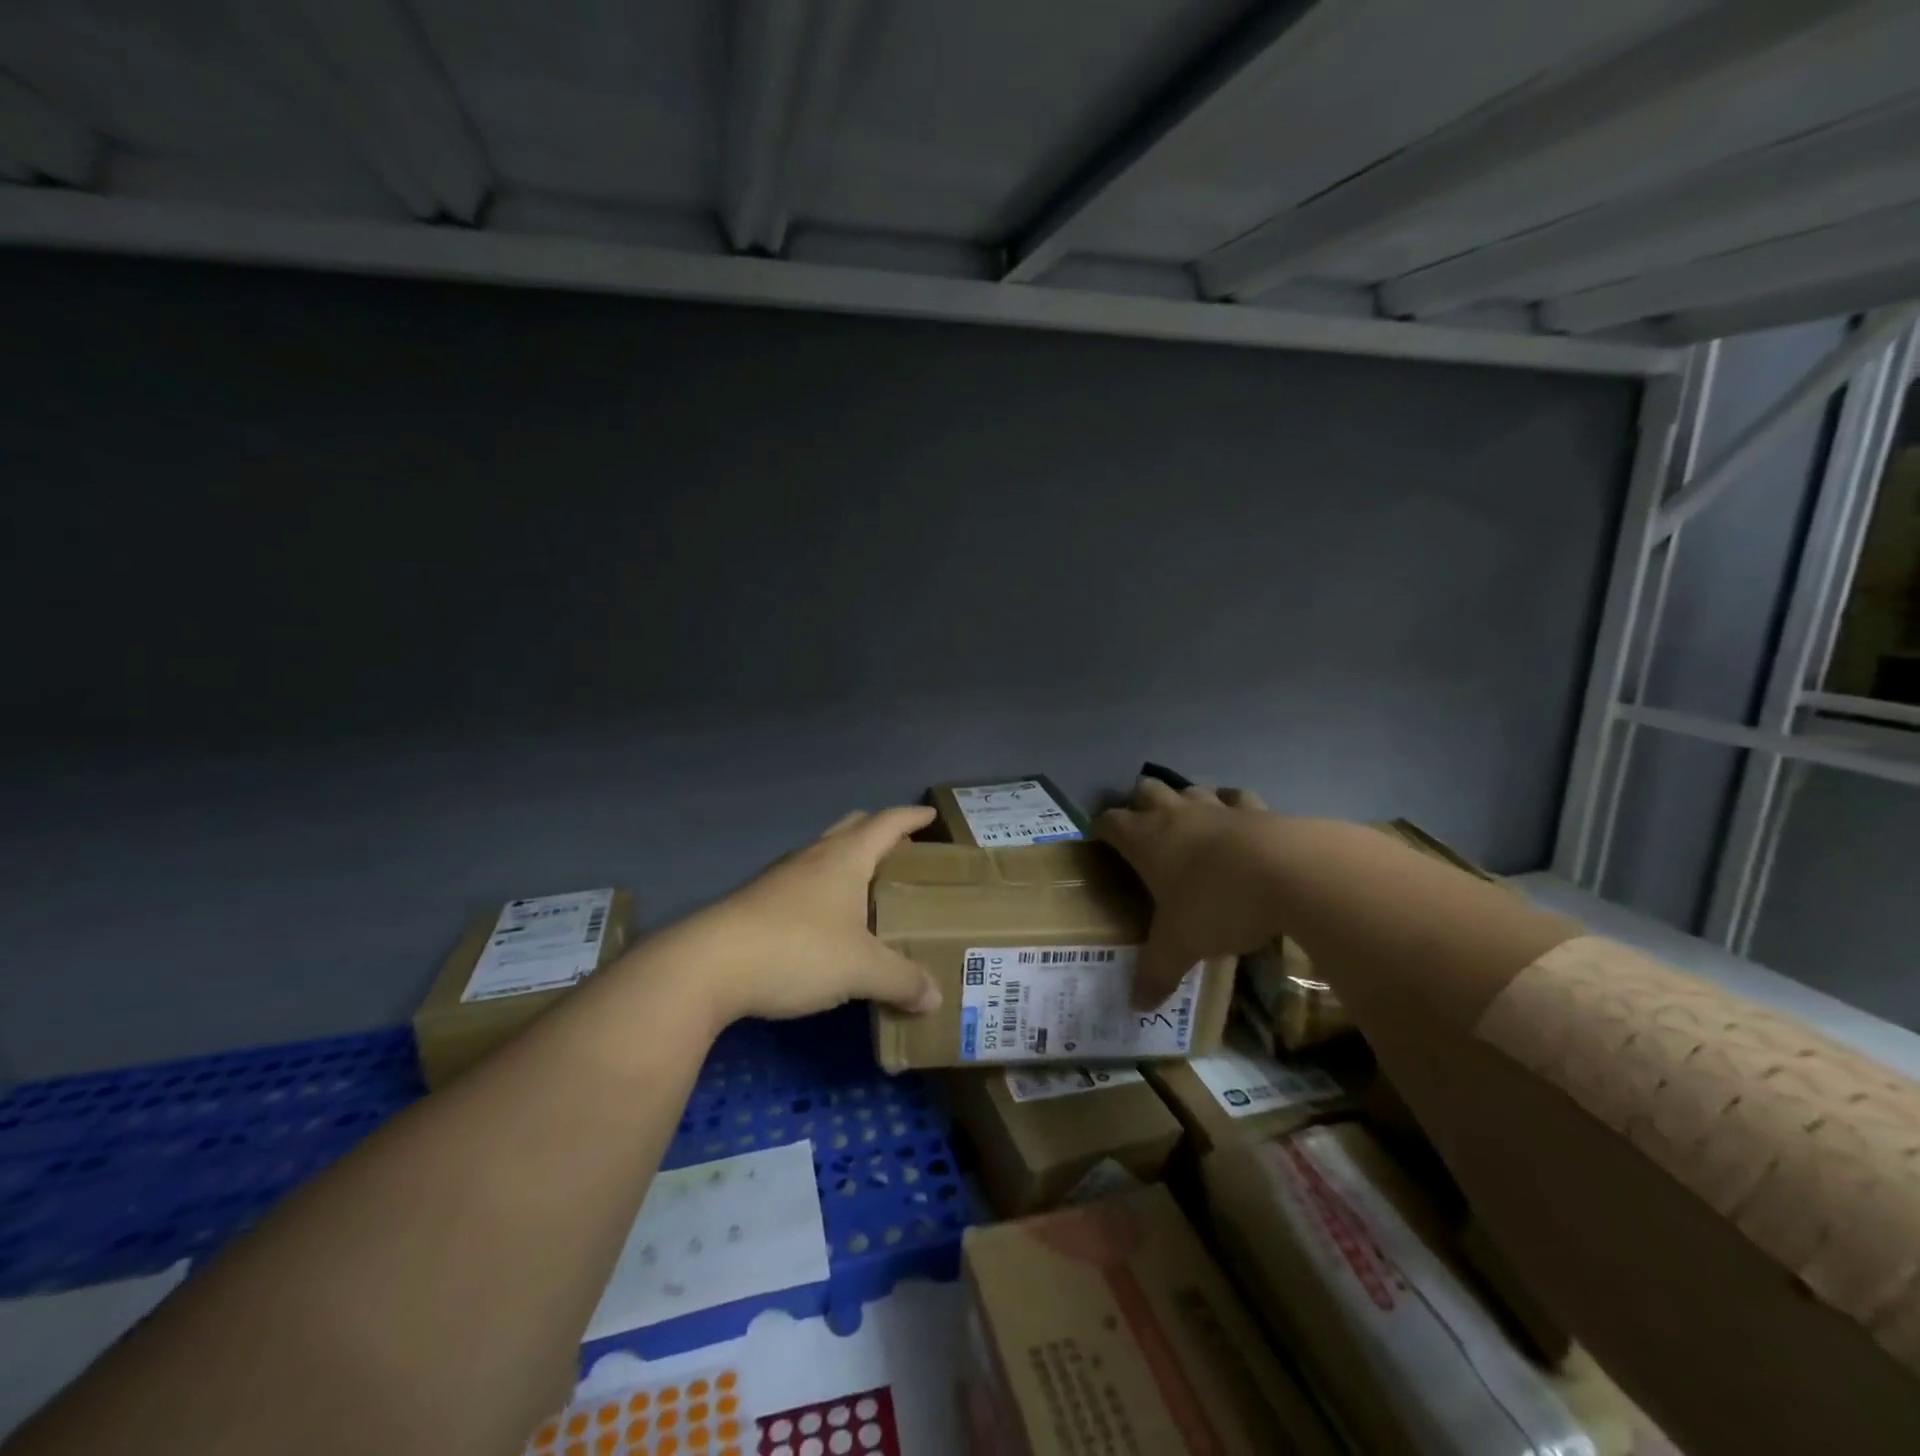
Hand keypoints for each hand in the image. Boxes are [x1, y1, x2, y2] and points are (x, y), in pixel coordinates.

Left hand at [669, 806, 943, 1027]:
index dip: (911, 817)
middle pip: (852, 829)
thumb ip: (902, 981)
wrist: (709, 965)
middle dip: (880, 834)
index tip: (930, 815)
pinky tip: (828, 921)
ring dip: (849, 861)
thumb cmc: (797, 949)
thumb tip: (935, 998)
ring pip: (824, 854)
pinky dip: (826, 888)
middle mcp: (813, 857)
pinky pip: (804, 882)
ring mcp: (781, 878)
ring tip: (869, 888)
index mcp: (845, 858)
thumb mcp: (860, 969)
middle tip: (904, 853)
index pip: (886, 823)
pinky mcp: (758, 903)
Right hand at [1096, 778, 1280, 1007]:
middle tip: (1143, 830)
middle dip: (1139, 803)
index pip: (1110, 822)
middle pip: (1146, 789)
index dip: (1102, 829)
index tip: (1100, 842)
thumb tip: (1135, 1006)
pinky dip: (1232, 806)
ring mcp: (1217, 807)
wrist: (1289, 873)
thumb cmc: (1217, 904)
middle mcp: (1175, 814)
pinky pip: (1237, 799)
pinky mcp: (1258, 809)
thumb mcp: (1180, 946)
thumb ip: (1156, 972)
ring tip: (1188, 824)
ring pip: (1190, 788)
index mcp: (1145, 840)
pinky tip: (1238, 821)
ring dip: (1184, 801)